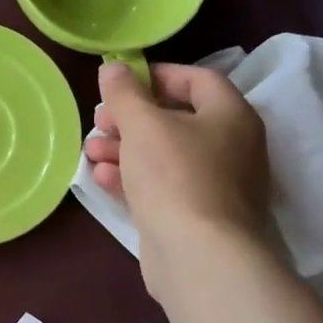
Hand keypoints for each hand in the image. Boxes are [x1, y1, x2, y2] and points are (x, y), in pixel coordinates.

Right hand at [84, 61, 270, 300]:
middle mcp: (231, 147)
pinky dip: (133, 179)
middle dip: (131, 118)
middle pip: (176, 119)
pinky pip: (162, 187)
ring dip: (125, 149)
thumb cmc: (174, 176)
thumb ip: (125, 93)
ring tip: (91, 151)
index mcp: (231, 116)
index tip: (121, 83)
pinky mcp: (197, 217)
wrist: (198, 255)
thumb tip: (113, 67)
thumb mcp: (143, 125)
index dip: (157, 76)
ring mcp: (216, 185)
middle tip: (99, 121)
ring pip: (165, 156)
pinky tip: (101, 178)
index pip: (198, 79)